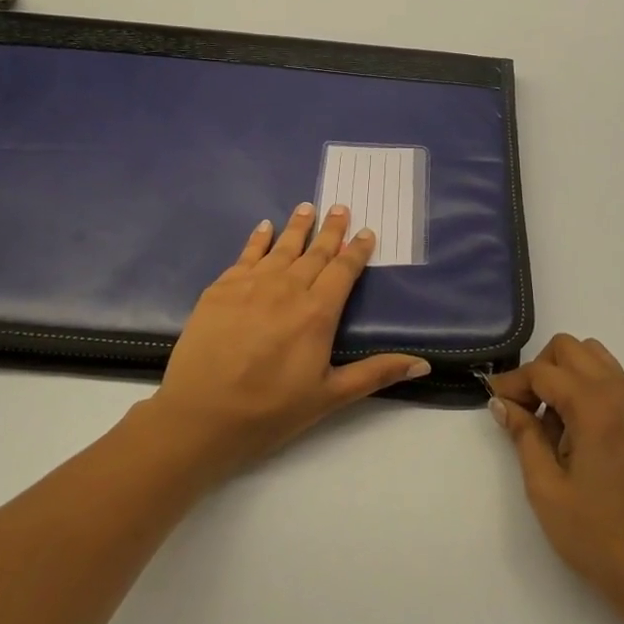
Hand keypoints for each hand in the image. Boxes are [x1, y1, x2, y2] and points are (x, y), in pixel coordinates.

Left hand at [146, 203, 430, 479]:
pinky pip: (246, 255)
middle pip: (315, 252)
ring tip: (308, 207)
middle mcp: (287, 288)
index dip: (357, 250)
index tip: (366, 231)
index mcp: (317, 312)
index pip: (343, 270)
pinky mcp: (221, 289)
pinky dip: (258, 239)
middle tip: (340, 207)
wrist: (200, 417)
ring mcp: (251, 285)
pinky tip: (264, 227)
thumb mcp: (330, 397)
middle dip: (330, 230)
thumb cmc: (270, 410)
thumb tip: (423, 365)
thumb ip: (376, 373)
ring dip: (297, 226)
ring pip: (282, 247)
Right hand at [489, 335, 623, 619]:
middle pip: (570, 348)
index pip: (543, 371)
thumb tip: (501, 402)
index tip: (493, 403)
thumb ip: (523, 436)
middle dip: (540, 370)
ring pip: (593, 356)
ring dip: (564, 373)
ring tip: (547, 418)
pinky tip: (571, 429)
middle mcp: (618, 393)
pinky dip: (584, 386)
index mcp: (594, 406)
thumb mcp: (546, 488)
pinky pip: (608, 379)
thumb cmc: (595, 534)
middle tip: (522, 409)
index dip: (513, 383)